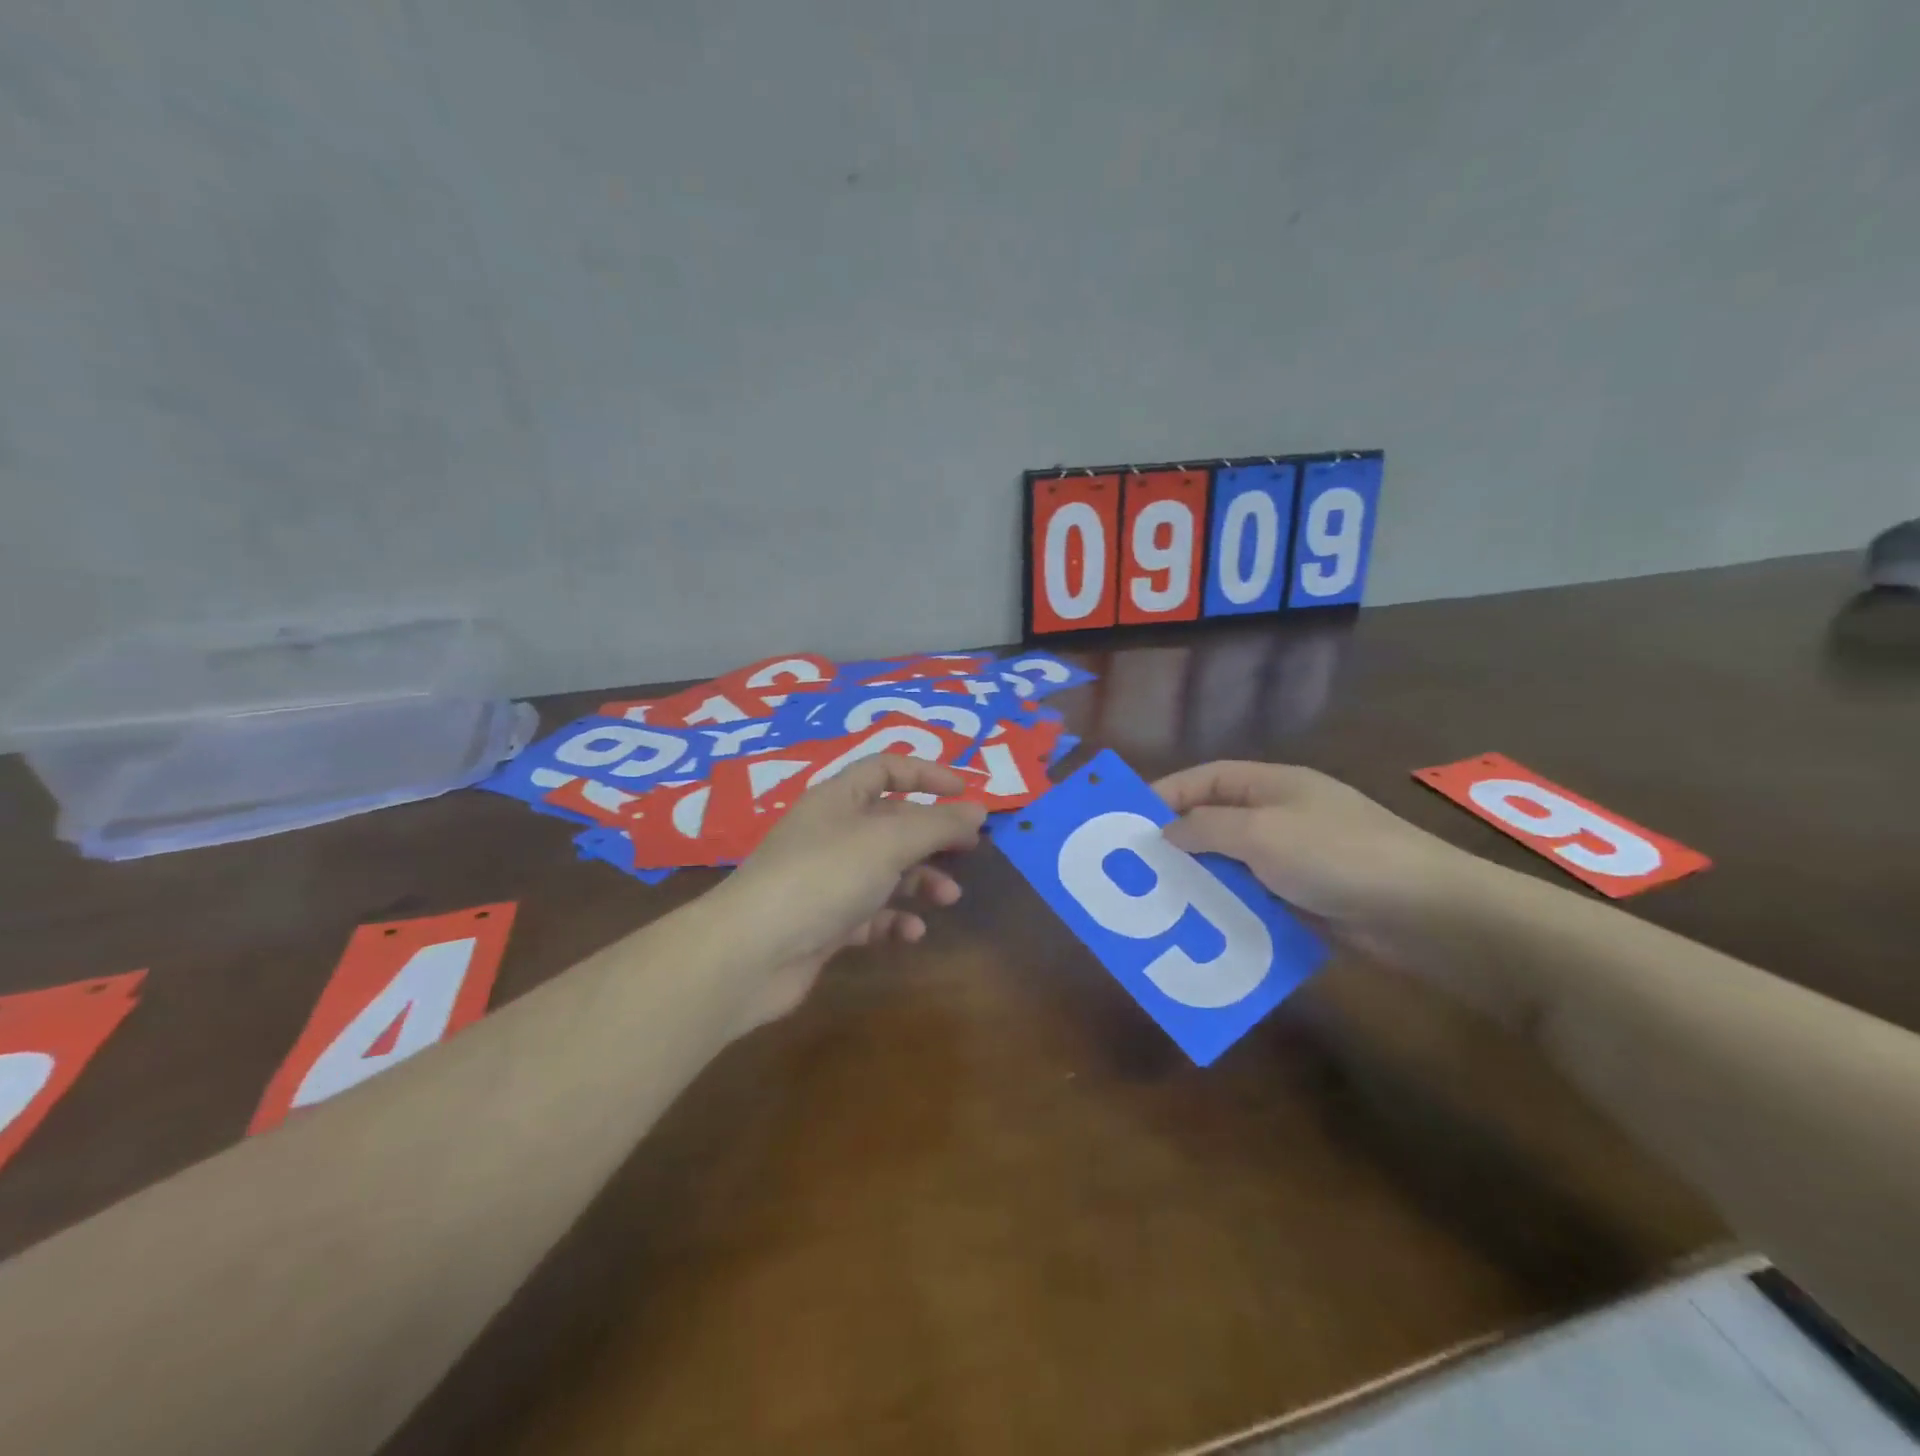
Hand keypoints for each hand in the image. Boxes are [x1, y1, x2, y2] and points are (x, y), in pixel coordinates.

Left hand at [715, 756, 986, 1032]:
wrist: (751, 953)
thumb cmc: (823, 877)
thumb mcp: (888, 841)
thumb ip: (937, 825)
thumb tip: (977, 809)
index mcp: (838, 799)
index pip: (886, 769)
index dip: (927, 774)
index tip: (966, 793)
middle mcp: (831, 834)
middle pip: (891, 822)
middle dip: (932, 835)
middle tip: (970, 850)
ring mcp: (826, 879)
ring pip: (885, 870)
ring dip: (920, 881)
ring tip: (949, 897)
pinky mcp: (824, 922)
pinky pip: (869, 913)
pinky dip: (894, 919)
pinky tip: (913, 933)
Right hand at [1154, 760, 1483, 942]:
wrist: (1425, 913)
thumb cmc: (1337, 856)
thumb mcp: (1262, 833)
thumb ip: (1207, 828)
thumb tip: (1168, 831)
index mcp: (1272, 785)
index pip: (1205, 779)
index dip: (1166, 793)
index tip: (1129, 821)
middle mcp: (1281, 814)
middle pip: (1215, 820)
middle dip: (1178, 841)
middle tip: (1138, 867)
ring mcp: (1296, 857)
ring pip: (1232, 863)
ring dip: (1201, 879)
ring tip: (1162, 901)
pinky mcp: (1307, 896)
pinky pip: (1254, 896)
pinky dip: (1229, 907)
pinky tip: (1205, 927)